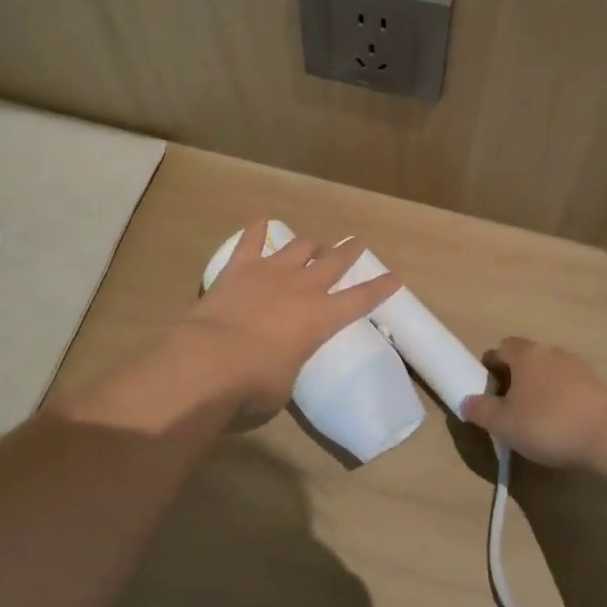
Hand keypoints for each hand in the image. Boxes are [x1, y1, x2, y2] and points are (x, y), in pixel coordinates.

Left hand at [168, 220, 401, 416]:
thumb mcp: (284, 384)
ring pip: (300, 246)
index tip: (395, 276)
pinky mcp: (240, 266)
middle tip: (356, 243)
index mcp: (321, 319)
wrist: (210, 360)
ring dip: (310, 245)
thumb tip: (278, 360)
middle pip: (334, 261)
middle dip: (348, 251)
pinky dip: (258, 230)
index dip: (380, 288)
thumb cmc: (254, 385)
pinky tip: (261, 222)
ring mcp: (271, 272)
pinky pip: (252, 240)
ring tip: (313, 245)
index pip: (361, 299)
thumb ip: (289, 364)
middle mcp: (303, 288)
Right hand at [462, 336, 606, 469]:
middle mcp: (549, 351)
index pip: (499, 349)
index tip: (488, 394)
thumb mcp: (504, 424)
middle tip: (509, 408)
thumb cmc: (548, 424)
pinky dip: (560, 399)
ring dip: (538, 389)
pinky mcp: (596, 384)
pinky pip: (568, 386)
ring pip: (547, 371)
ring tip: (536, 419)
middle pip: (524, 358)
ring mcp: (576, 366)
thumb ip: (481, 410)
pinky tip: (561, 424)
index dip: (490, 369)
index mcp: (524, 354)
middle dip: (514, 378)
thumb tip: (466, 401)